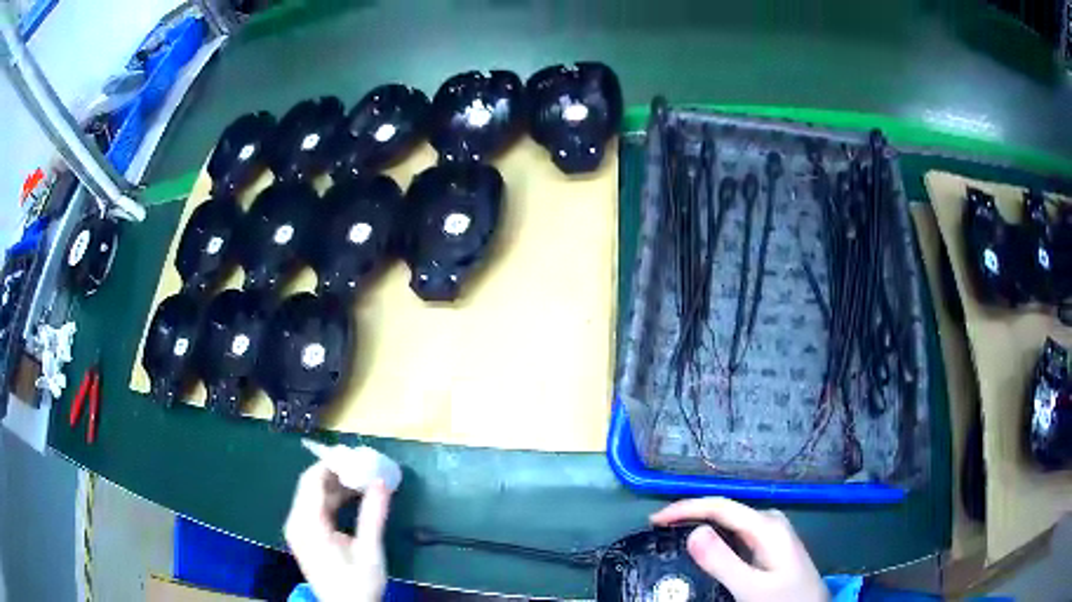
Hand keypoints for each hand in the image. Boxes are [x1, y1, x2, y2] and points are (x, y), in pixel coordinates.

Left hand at [284, 461, 391, 601]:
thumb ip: (373, 514)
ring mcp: (298, 529)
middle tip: (364, 466)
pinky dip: (332, 499)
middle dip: (337, 473)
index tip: (357, 455)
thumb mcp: (369, 550)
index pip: (313, 480)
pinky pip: (315, 507)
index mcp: (307, 523)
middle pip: (311, 485)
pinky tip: (352, 498)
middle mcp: (296, 521)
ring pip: (313, 495)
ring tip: (363, 480)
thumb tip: (382, 481)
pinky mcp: (305, 535)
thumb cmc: (357, 583)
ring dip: (336, 485)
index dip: (333, 464)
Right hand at [651, 497, 827, 601]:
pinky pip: (736, 533)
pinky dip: (714, 535)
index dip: (686, 508)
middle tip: (658, 528)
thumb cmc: (784, 600)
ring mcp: (771, 532)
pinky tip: (702, 545)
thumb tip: (693, 532)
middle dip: (690, 514)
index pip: (720, 507)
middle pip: (724, 510)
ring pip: (729, 520)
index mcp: (767, 526)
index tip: (654, 520)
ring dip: (701, 523)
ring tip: (672, 533)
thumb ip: (723, 562)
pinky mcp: (769, 544)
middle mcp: (769, 521)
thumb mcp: (751, 588)